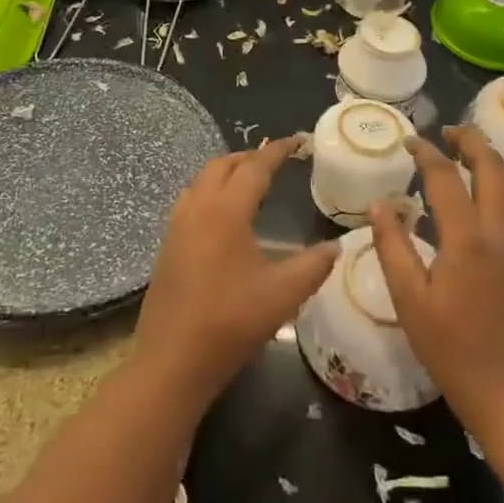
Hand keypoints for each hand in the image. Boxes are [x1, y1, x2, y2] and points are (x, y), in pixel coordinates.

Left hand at [136, 137, 338, 405]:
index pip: (255, 167)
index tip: (297, 141)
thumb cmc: (230, 323)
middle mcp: (198, 207)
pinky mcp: (167, 244)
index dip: (277, 151)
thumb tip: (336, 246)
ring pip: (203, 180)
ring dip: (228, 172)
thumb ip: (313, 265)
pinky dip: (212, 191)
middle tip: (276, 162)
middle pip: (223, 164)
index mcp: (226, 211)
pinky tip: (225, 217)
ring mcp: (177, 225)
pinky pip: (191, 199)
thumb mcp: (283, 295)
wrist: (171, 362)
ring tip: (251, 183)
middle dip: (250, 157)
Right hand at [368, 126, 503, 440]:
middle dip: (470, 141)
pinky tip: (486, 191)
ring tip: (467, 150)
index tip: (409, 141)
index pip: (445, 176)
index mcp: (467, 238)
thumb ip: (392, 246)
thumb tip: (380, 203)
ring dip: (490, 158)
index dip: (426, 152)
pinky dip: (503, 182)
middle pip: (492, 167)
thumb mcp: (410, 301)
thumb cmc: (454, 350)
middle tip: (447, 131)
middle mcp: (501, 231)